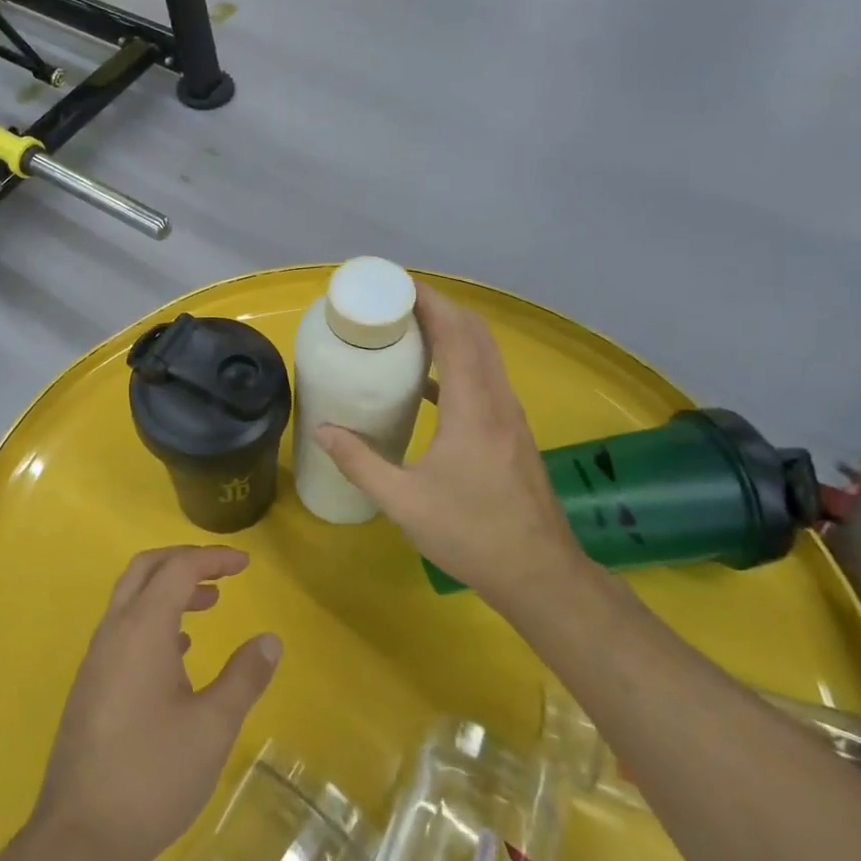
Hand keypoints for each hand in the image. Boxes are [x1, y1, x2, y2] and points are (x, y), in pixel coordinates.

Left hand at [31, 545, 281, 860]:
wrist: (79, 837)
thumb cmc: (152, 775)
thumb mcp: (212, 728)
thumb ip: (243, 677)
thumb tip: (270, 639)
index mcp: (142, 628)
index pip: (178, 569)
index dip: (213, 558)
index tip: (245, 564)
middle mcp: (114, 631)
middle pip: (146, 570)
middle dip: (185, 561)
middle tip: (222, 573)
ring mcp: (96, 658)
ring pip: (131, 598)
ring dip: (168, 591)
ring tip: (208, 606)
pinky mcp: (91, 685)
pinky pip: (123, 629)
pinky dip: (153, 620)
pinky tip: (178, 653)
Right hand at [315, 283, 586, 613]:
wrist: (540, 575)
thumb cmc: (471, 534)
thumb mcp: (403, 502)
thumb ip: (359, 462)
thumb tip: (321, 430)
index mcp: (474, 408)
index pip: (456, 333)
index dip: (428, 301)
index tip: (394, 285)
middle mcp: (498, 400)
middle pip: (474, 332)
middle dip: (437, 306)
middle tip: (393, 302)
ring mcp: (511, 416)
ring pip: (485, 353)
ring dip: (451, 331)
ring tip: (408, 330)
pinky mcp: (513, 432)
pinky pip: (486, 377)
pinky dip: (460, 361)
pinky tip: (429, 382)